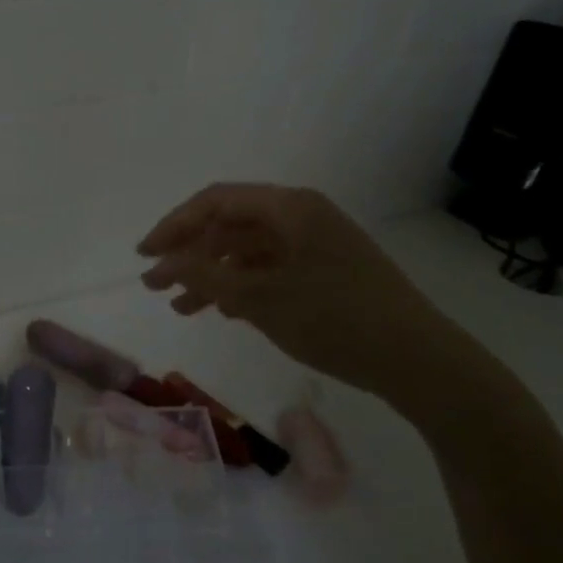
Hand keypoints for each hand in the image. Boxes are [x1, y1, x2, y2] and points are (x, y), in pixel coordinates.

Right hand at [137, 184, 462, 403]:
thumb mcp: (259, 298)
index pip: (215, 201)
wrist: (418, 361)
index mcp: (289, 207)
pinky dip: (240, 287)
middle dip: (189, 254)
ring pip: (247, 251)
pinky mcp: (324, 271)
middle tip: (156, 285)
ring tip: (181, 307)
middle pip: (229, 225)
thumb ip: (203, 276)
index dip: (173, 225)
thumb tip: (161, 262)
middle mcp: (301, 216)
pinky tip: (221, 311)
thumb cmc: (334, 319)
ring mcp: (315, 244)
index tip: (144, 255)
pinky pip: (269, 269)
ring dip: (212, 275)